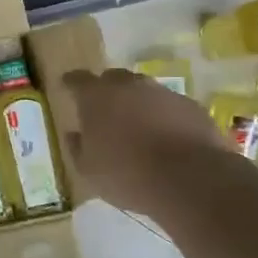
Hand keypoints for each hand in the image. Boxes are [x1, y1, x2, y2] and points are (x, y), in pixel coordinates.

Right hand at [59, 68, 235, 216]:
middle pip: (113, 79)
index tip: (66, 86)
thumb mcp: (88, 170)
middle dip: (106, 91)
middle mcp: (129, 85)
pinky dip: (164, 116)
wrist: (188, 179)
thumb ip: (77, 147)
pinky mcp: (190, 106)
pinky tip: (165, 137)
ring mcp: (163, 92)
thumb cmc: (126, 174)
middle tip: (104, 111)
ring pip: (144, 91)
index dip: (70, 83)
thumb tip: (74, 134)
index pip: (77, 80)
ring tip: (137, 127)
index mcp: (96, 96)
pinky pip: (169, 106)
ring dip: (138, 103)